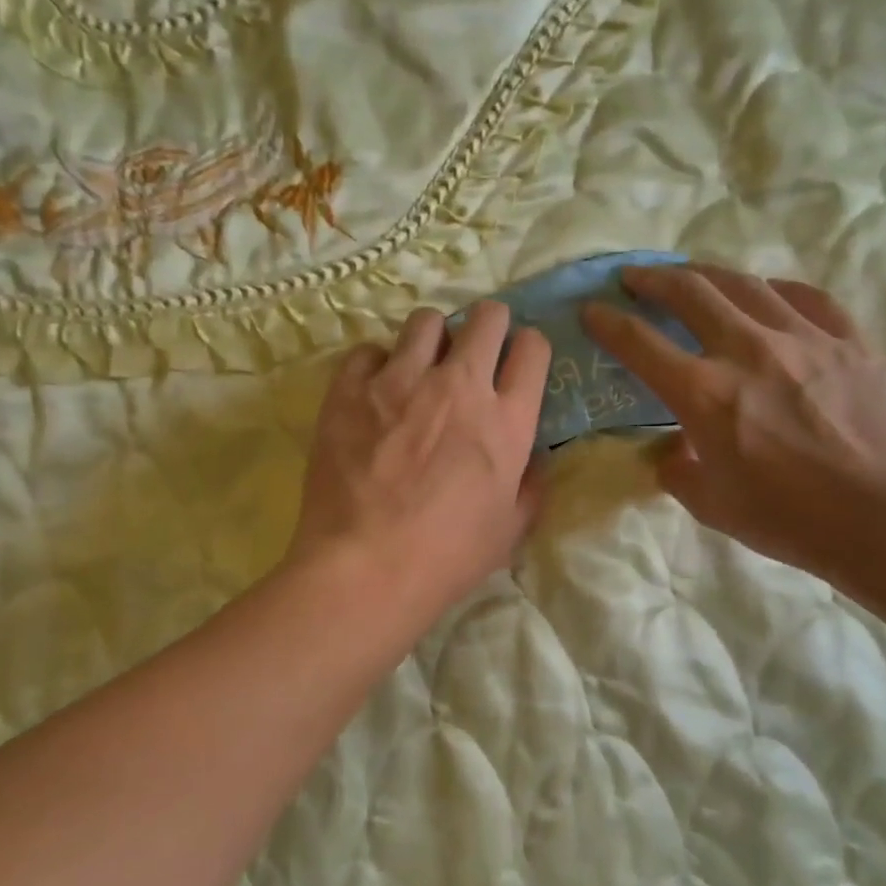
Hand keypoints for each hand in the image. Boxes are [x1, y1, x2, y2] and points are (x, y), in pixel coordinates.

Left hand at [289, 303, 550, 618]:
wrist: (365, 567)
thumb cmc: (447, 557)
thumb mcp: (510, 530)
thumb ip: (530, 485)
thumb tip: (535, 459)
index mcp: (506, 420)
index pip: (533, 349)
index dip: (528, 348)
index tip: (516, 360)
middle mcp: (459, 386)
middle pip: (486, 317)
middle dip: (488, 324)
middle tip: (475, 349)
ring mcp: (400, 381)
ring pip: (426, 321)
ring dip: (431, 338)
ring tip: (420, 366)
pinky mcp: (350, 389)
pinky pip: (368, 350)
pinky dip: (375, 365)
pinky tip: (372, 391)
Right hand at [583, 265, 885, 585]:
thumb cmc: (790, 519)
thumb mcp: (712, 505)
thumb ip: (679, 472)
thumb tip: (671, 453)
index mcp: (704, 394)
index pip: (640, 344)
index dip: (608, 323)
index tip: (591, 310)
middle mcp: (748, 351)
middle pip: (691, 292)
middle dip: (653, 279)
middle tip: (635, 278)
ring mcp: (804, 338)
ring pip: (746, 283)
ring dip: (708, 274)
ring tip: (692, 275)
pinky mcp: (850, 341)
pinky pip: (807, 297)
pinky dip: (776, 289)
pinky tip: (769, 292)